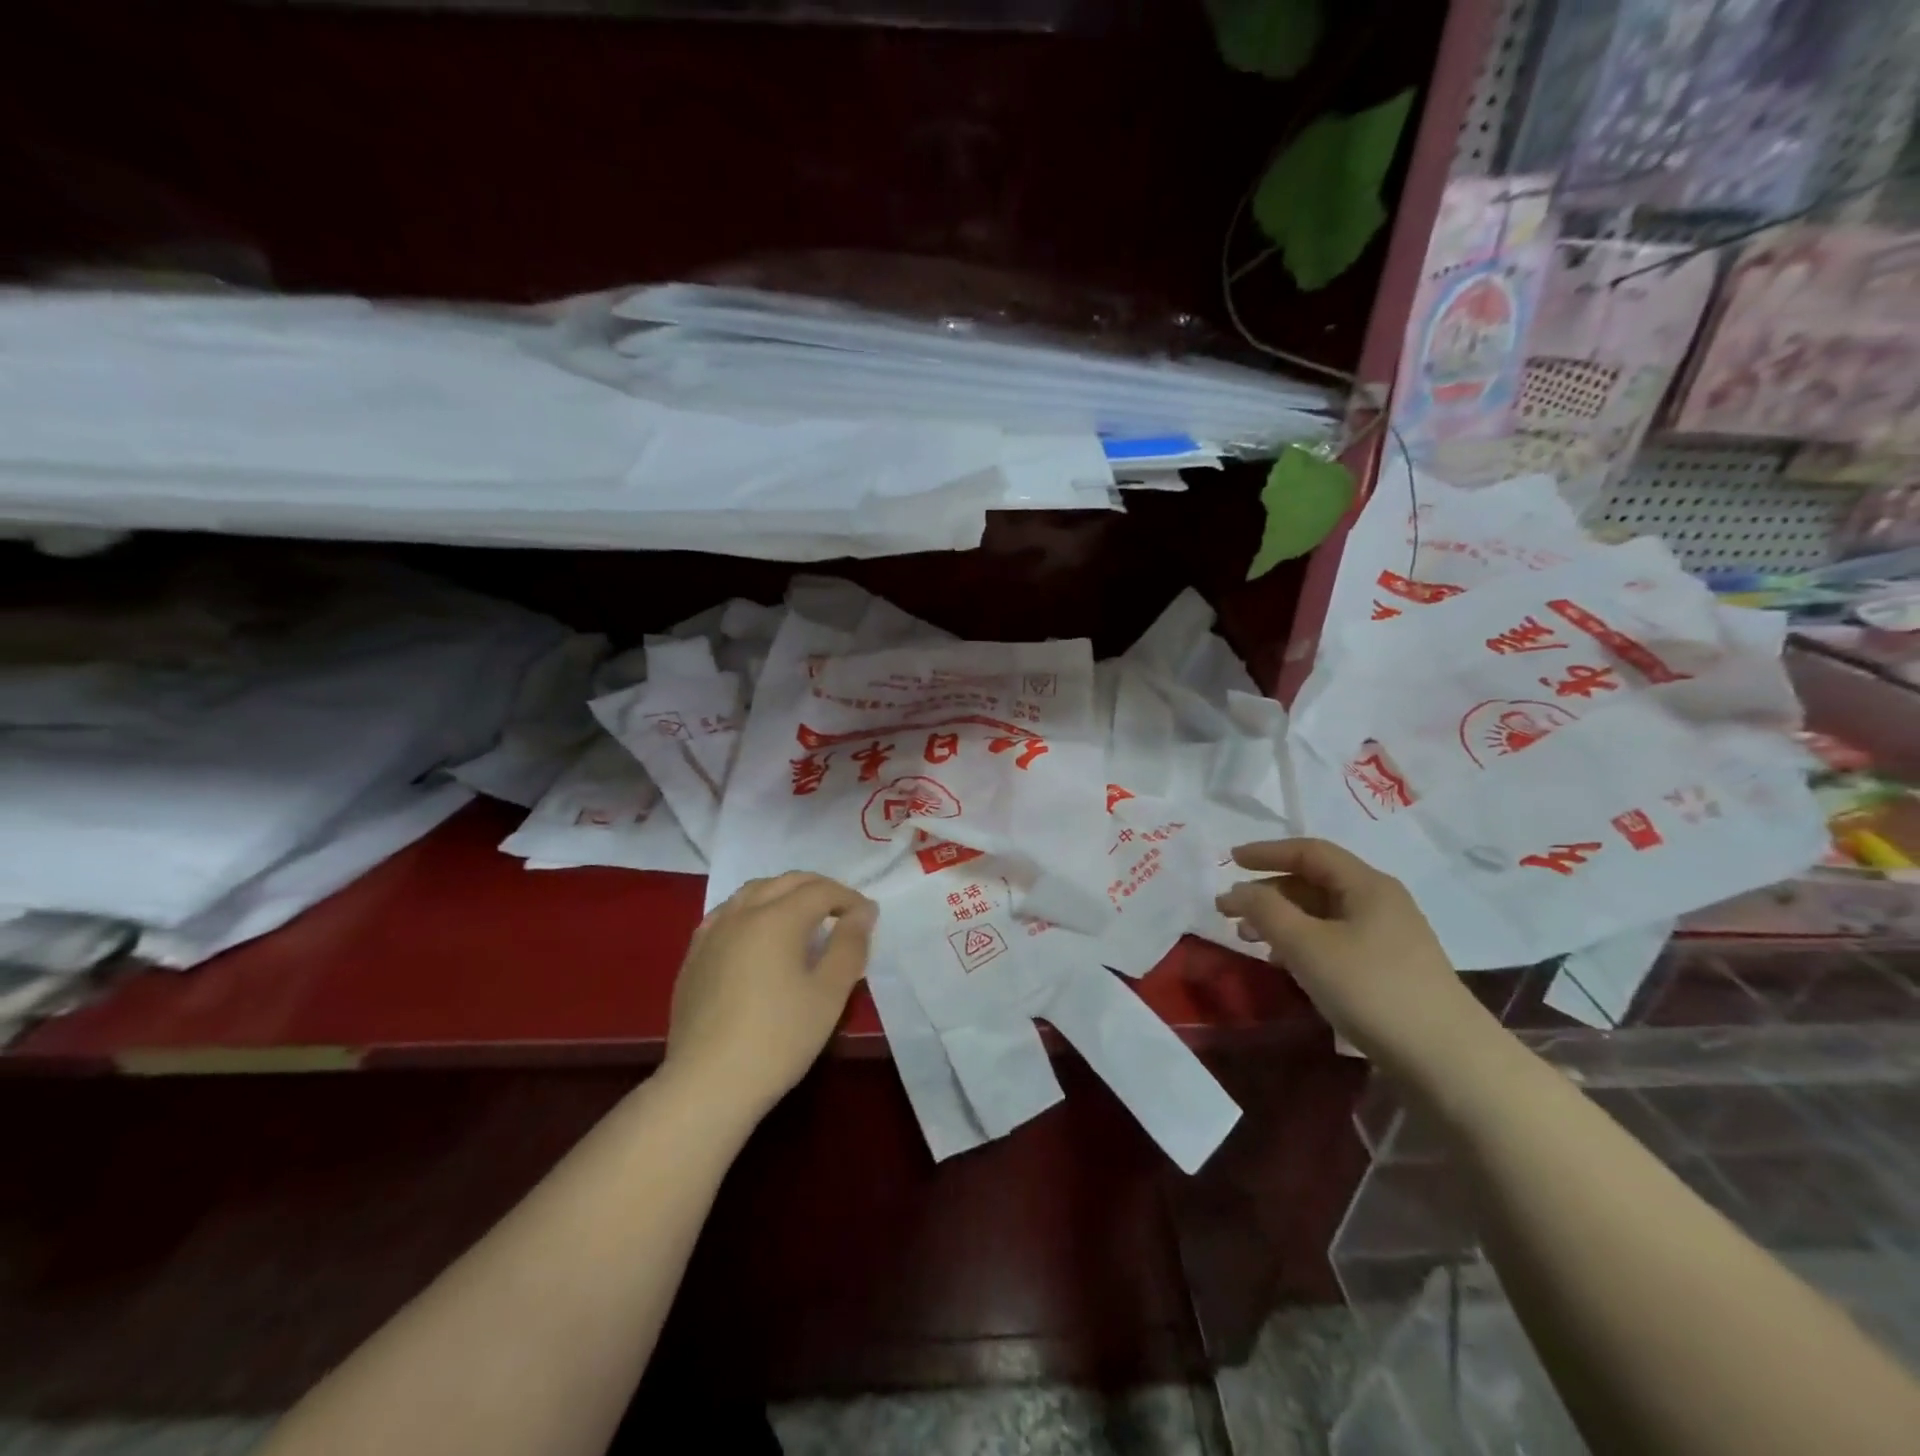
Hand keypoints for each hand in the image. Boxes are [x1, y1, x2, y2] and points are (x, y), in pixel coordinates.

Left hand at [664, 872, 876, 1120]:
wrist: (708, 1084)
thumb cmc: (779, 1039)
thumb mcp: (829, 994)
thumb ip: (849, 946)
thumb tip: (863, 913)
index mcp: (777, 918)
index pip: (820, 890)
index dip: (849, 898)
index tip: (868, 918)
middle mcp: (742, 913)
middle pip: (785, 882)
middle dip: (819, 888)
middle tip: (842, 911)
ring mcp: (712, 933)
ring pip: (752, 892)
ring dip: (784, 893)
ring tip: (803, 916)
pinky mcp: (694, 956)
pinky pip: (728, 914)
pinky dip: (752, 910)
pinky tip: (758, 934)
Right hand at [1215, 838, 1480, 1068]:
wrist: (1448, 1060)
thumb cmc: (1371, 990)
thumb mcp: (1306, 945)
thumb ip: (1265, 910)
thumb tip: (1237, 891)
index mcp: (1366, 884)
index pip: (1309, 851)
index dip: (1266, 852)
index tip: (1230, 861)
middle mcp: (1380, 901)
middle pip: (1315, 881)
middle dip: (1268, 891)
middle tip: (1231, 912)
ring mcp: (1390, 935)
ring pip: (1323, 912)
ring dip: (1282, 919)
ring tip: (1250, 941)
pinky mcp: (1391, 967)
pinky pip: (1335, 938)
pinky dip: (1303, 941)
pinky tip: (1286, 964)